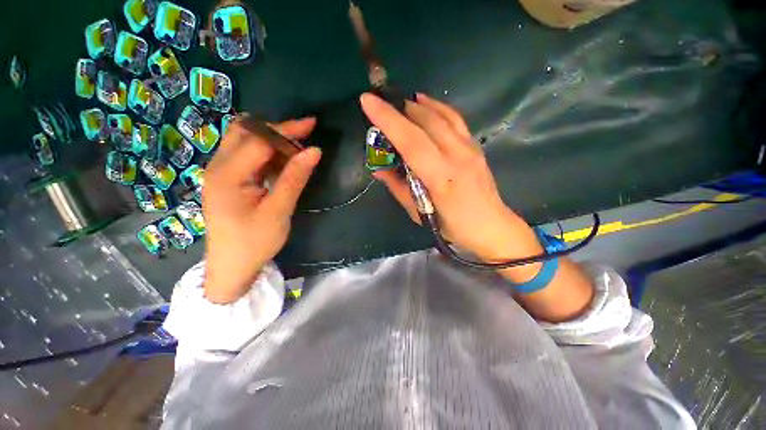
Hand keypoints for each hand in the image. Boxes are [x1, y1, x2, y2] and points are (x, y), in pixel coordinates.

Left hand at [202, 117, 321, 303]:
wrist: (232, 267)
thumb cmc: (255, 242)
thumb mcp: (279, 210)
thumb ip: (295, 178)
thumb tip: (314, 151)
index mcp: (227, 175)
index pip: (259, 140)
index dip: (286, 131)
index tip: (312, 126)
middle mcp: (218, 167)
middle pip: (246, 133)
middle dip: (278, 129)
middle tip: (305, 132)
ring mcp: (220, 173)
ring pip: (245, 142)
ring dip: (272, 140)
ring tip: (297, 145)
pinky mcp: (227, 180)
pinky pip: (247, 156)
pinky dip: (266, 153)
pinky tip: (283, 160)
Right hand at [361, 92, 542, 262]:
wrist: (491, 226)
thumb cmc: (452, 226)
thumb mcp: (418, 212)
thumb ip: (398, 187)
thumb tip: (379, 169)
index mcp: (441, 178)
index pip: (411, 141)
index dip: (388, 120)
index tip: (367, 101)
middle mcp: (457, 156)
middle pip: (427, 122)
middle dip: (399, 108)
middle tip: (381, 102)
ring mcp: (470, 148)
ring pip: (443, 115)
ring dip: (419, 105)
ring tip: (401, 101)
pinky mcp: (476, 146)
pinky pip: (455, 119)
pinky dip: (438, 108)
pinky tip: (427, 105)